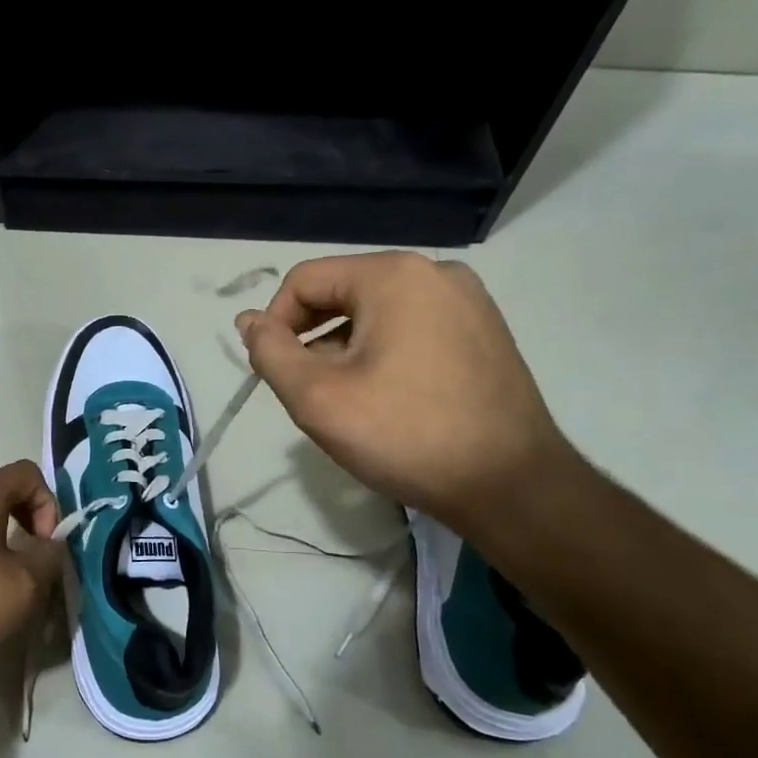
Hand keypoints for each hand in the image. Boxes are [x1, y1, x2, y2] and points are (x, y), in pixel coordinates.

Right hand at [236, 251, 577, 531]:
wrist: (510, 485)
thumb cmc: (404, 435)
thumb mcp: (316, 397)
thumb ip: (270, 352)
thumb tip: (248, 320)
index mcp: (393, 275)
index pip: (304, 280)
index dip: (275, 323)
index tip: (273, 372)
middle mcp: (435, 272)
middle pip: (342, 292)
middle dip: (312, 338)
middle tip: (307, 391)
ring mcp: (468, 301)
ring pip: (376, 312)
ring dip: (346, 348)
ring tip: (347, 400)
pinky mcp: (485, 331)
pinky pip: (412, 327)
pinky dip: (384, 352)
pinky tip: (388, 398)